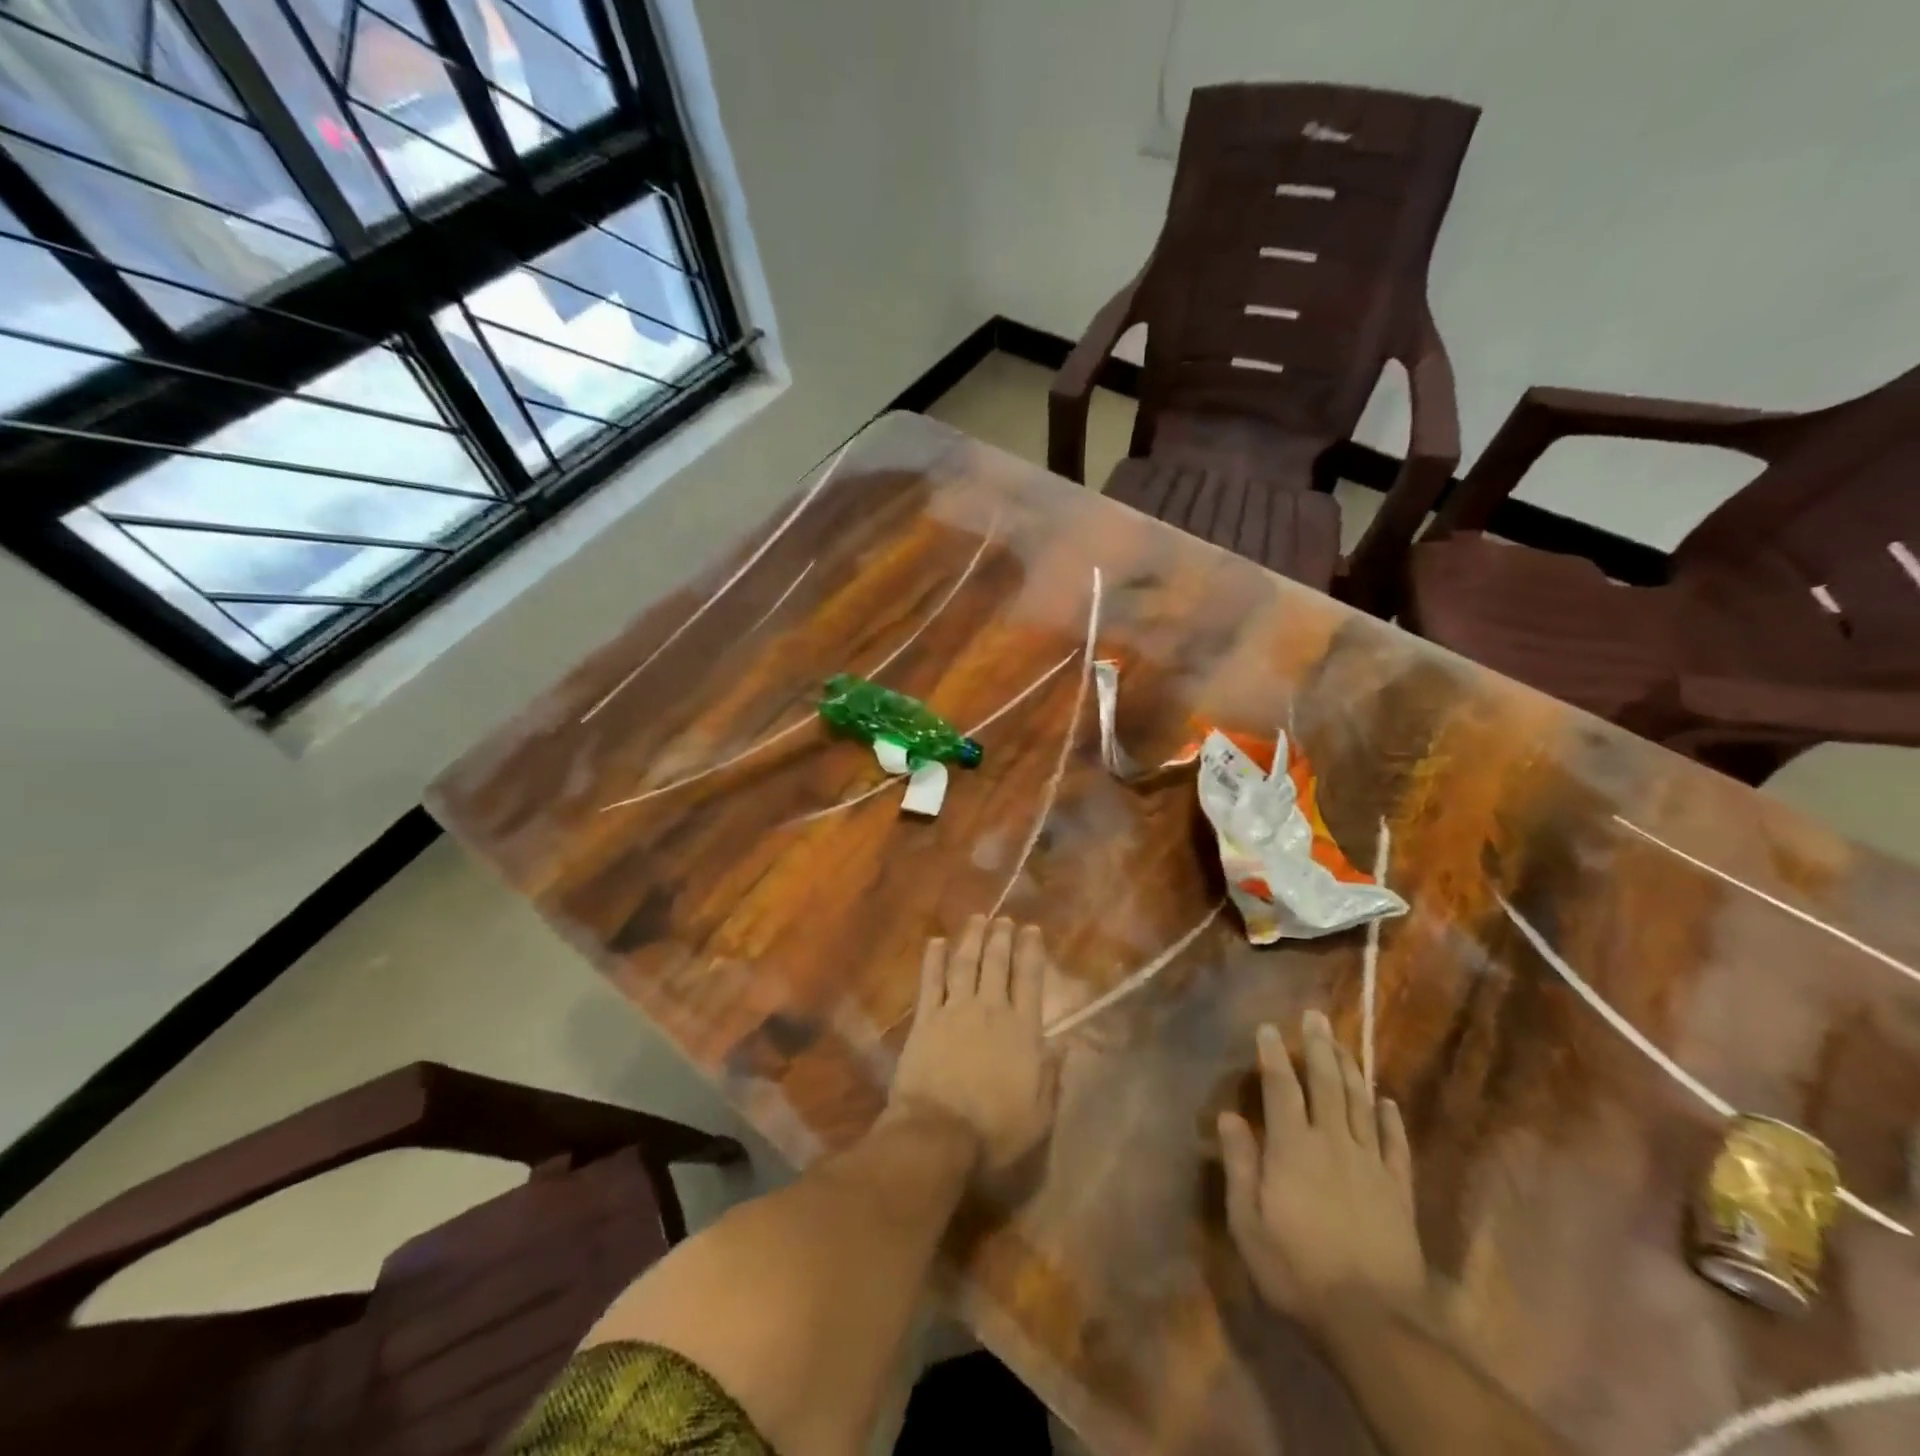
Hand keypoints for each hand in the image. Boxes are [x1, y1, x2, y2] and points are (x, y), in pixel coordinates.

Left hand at [888, 916, 1056, 1172]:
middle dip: (1002, 938)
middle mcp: (991, 1010)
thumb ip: (1051, 1076)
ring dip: (972, 939)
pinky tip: (937, 942)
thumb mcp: (1039, 1114)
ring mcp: (955, 1011)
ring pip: (965, 965)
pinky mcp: (925, 1020)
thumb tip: (1063, 1044)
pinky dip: (934, 959)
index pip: (1030, 980)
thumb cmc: (995, 1131)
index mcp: (1023, 1031)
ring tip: (977, 919)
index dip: (1031, 952)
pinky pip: (930, 982)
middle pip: (997, 965)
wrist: (939, 1134)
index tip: (1032, 929)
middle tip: (1004, 919)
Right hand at [1219, 1011, 1426, 1330]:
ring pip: (1360, 1103)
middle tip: (1316, 1016)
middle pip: (1326, 1084)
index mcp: (1292, 1148)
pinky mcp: (1398, 1190)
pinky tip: (1387, 1101)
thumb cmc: (1297, 1270)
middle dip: (1318, 1046)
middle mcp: (1333, 1143)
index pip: (1280, 1088)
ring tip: (1343, 1043)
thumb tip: (1228, 1116)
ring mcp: (1370, 1165)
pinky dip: (1390, 1119)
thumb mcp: (1249, 1223)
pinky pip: (1395, 1144)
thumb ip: (1240, 1165)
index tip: (1268, 1028)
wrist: (1372, 1322)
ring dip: (1350, 1069)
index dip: (1273, 1055)